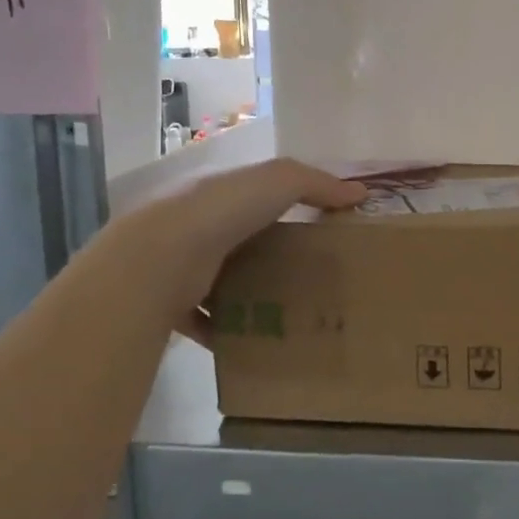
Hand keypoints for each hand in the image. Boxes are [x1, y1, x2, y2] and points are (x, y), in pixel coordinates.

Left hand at [112, 157, 364, 344]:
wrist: (157, 260)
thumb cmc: (220, 210)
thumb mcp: (279, 180)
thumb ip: (317, 183)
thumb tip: (360, 191)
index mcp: (214, 191)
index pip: (251, 193)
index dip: (281, 203)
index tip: (316, 223)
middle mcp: (192, 225)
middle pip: (238, 238)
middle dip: (267, 252)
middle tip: (309, 270)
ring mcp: (177, 266)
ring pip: (220, 278)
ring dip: (247, 292)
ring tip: (288, 308)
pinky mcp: (171, 304)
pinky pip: (204, 320)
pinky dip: (225, 329)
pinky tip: (253, 338)